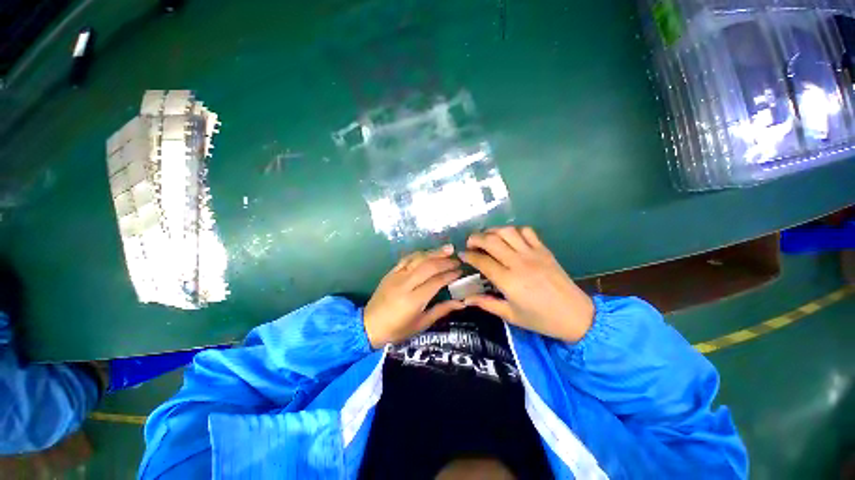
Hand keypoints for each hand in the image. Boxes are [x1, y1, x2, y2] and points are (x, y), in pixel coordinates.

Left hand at [364, 245, 464, 347]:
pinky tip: (428, 252)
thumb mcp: (421, 324)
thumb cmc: (397, 329)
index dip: (450, 275)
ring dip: (434, 253)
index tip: (460, 271)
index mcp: (414, 300)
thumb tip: (462, 303)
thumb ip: (441, 310)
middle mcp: (406, 284)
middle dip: (445, 261)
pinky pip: (407, 258)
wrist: (369, 325)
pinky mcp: (391, 272)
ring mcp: (397, 276)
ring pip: (418, 259)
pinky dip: (420, 254)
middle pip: (429, 266)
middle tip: (458, 260)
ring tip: (448, 249)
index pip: (436, 282)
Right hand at [459, 226, 594, 341]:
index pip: (482, 261)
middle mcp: (518, 263)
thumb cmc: (541, 319)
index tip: (461, 255)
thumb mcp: (511, 315)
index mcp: (509, 281)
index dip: (468, 256)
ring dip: (492, 231)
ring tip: (486, 238)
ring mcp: (532, 254)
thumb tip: (466, 298)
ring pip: (507, 232)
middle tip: (470, 243)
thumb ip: (486, 304)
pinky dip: (514, 230)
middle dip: (475, 238)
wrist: (576, 316)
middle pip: (491, 241)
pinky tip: (510, 238)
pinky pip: (527, 232)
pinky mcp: (544, 250)